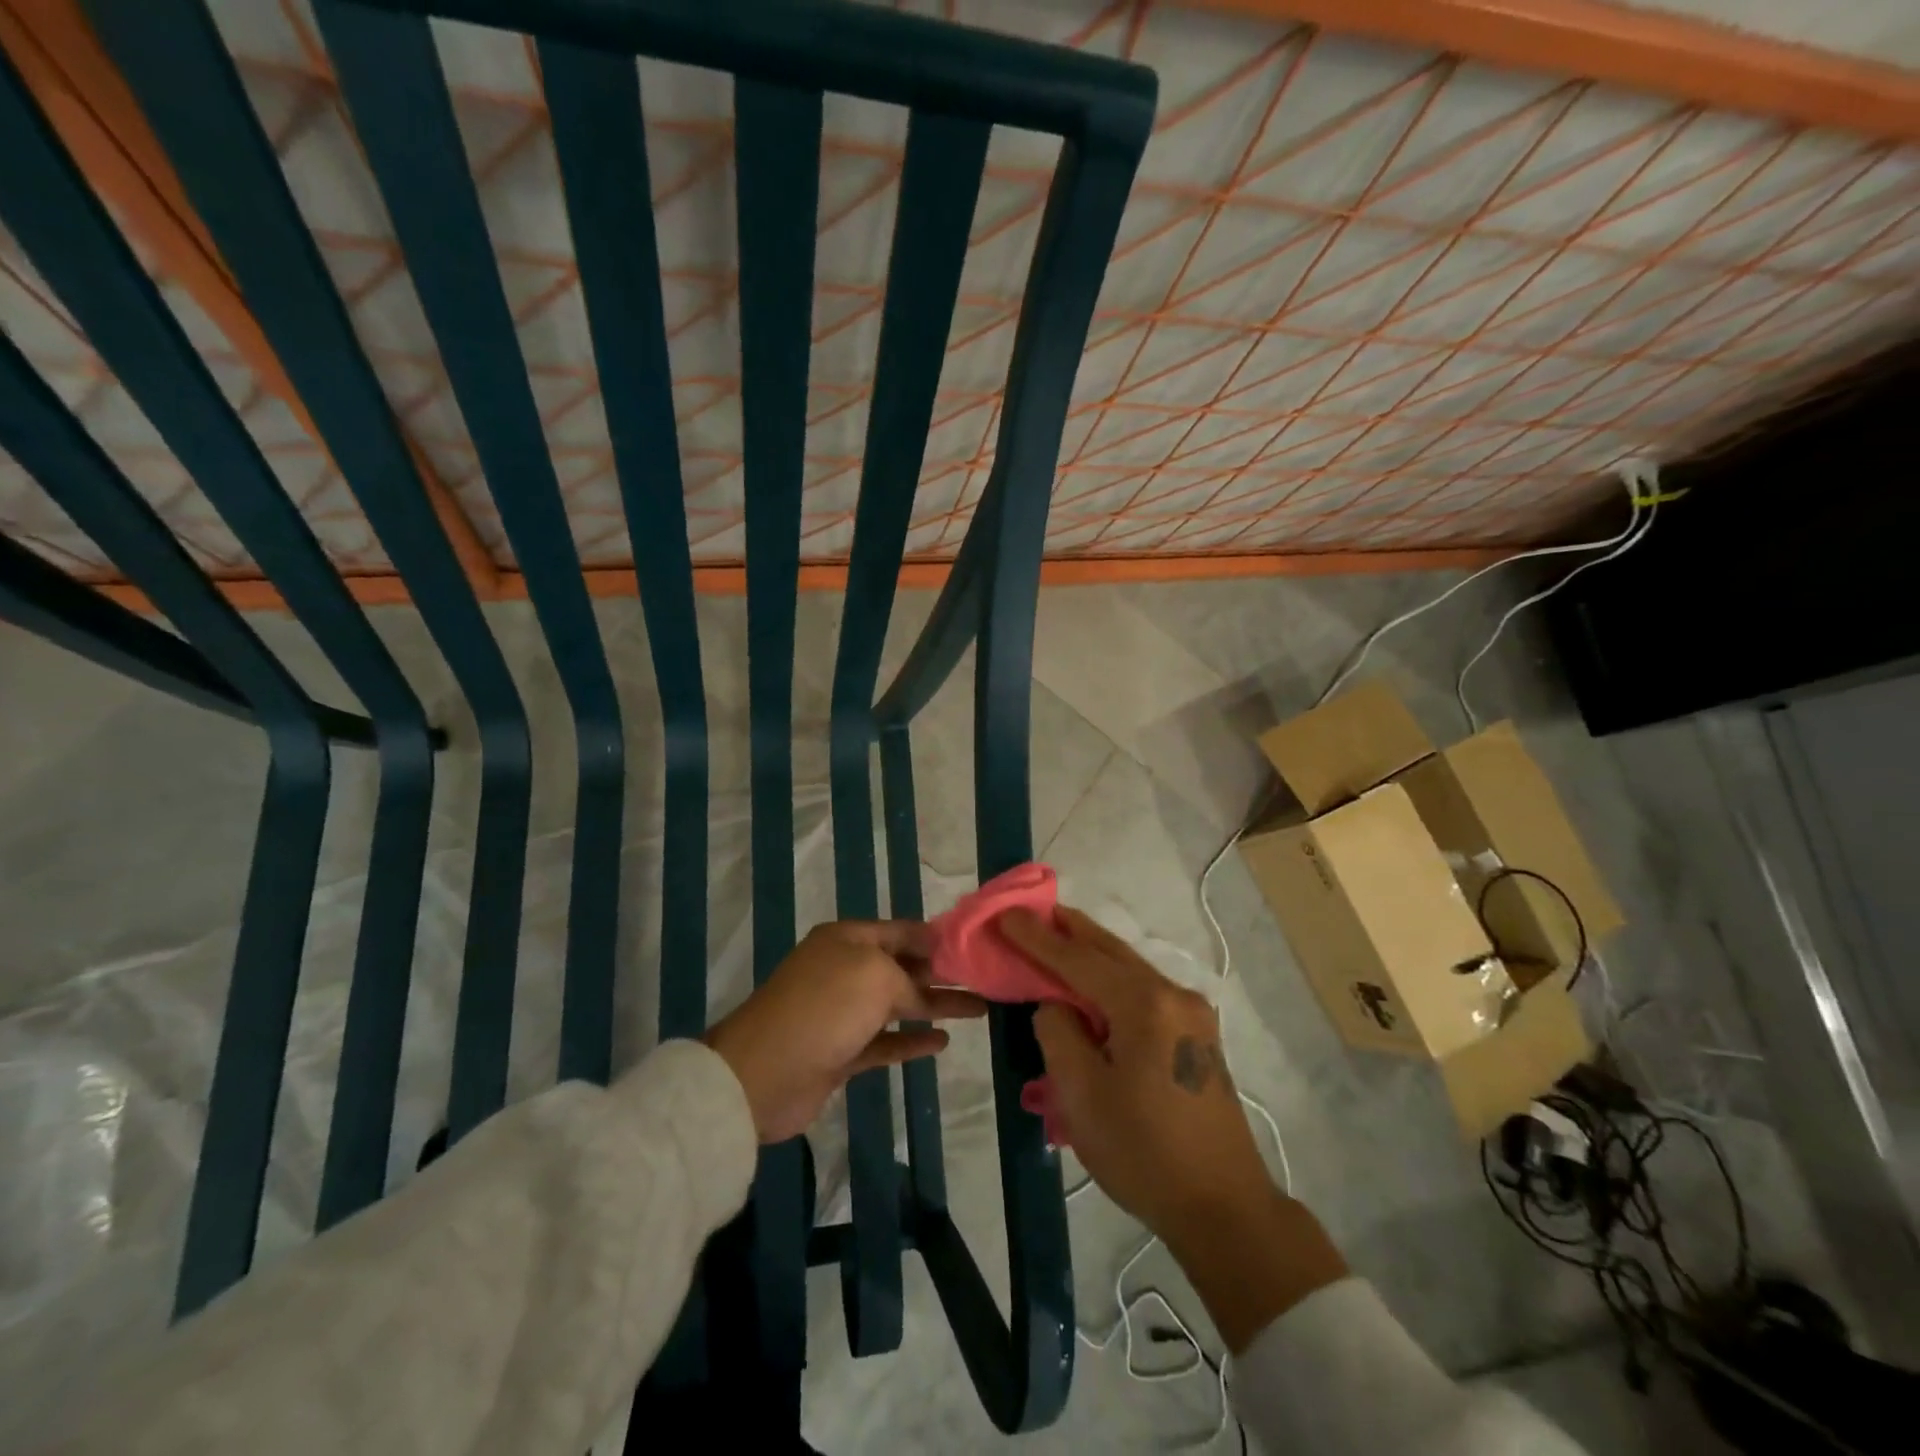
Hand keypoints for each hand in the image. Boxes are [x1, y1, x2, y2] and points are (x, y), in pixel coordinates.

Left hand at [704, 920, 986, 1143]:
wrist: (763, 1073)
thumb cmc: (824, 1008)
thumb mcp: (875, 975)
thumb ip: (908, 978)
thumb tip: (922, 988)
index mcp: (847, 939)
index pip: (901, 931)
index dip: (936, 938)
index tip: (972, 946)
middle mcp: (844, 970)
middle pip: (902, 967)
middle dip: (940, 972)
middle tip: (983, 979)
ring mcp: (841, 1013)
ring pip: (897, 1005)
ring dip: (934, 1006)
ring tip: (977, 1009)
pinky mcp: (840, 1052)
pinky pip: (885, 1041)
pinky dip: (912, 1041)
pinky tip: (942, 1042)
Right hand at [1001, 905, 1345, 1350]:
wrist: (1225, 1209)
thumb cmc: (1144, 1152)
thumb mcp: (1081, 1094)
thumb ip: (1059, 1032)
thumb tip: (1057, 1004)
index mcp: (1145, 1004)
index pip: (1077, 959)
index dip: (1036, 937)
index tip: (1005, 913)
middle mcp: (1174, 995)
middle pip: (1110, 951)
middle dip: (1069, 930)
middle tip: (1033, 911)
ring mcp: (1191, 1015)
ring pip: (1129, 968)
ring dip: (1090, 954)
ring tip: (1057, 938)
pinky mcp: (1197, 1037)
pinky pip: (1143, 992)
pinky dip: (1111, 980)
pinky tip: (1092, 985)